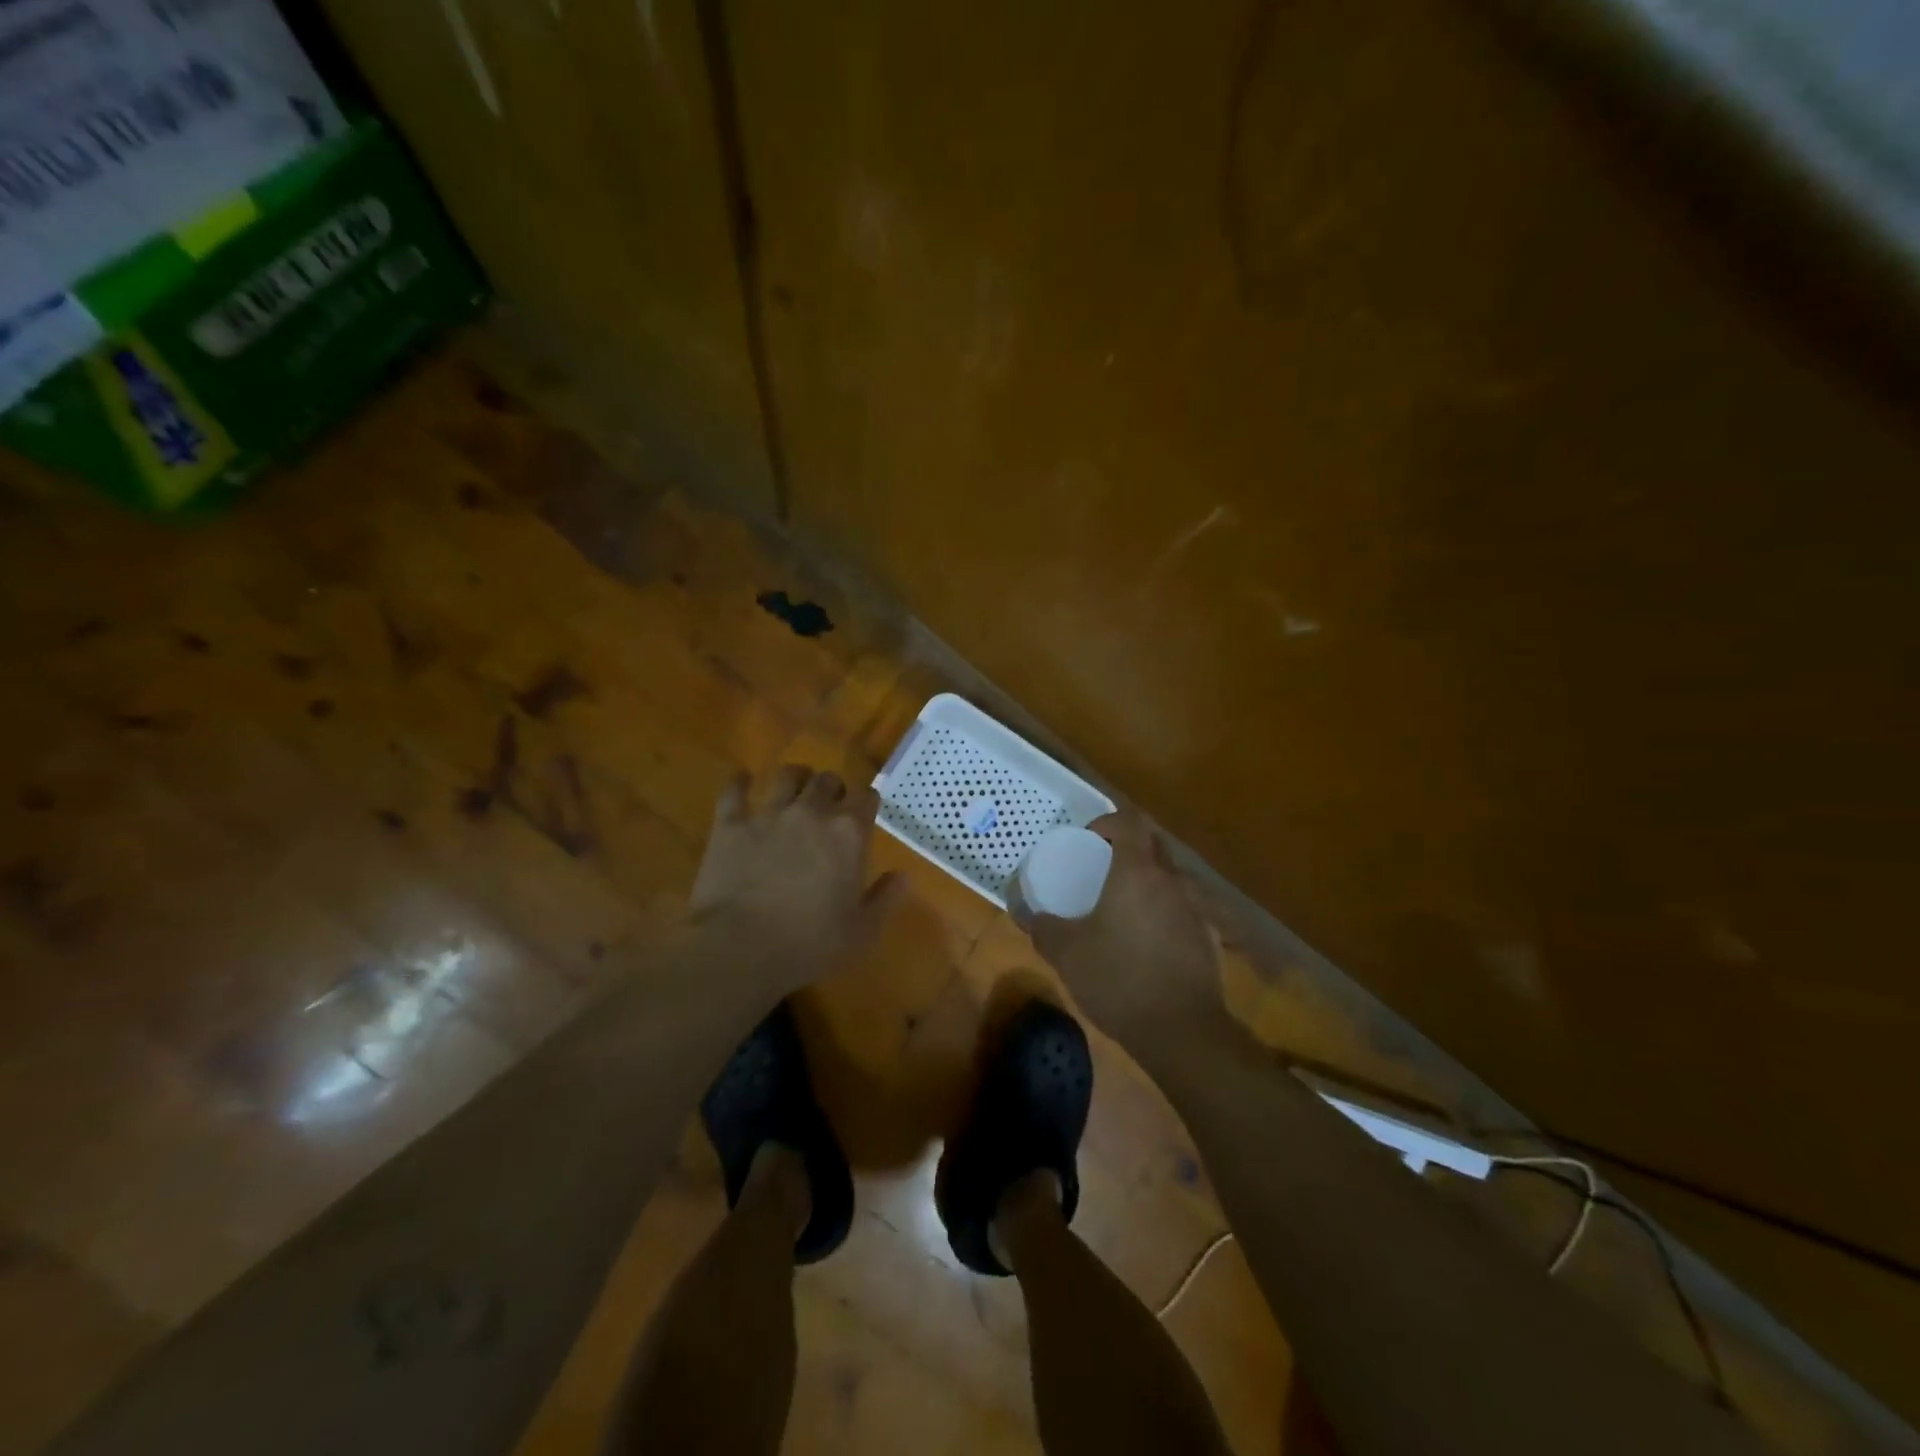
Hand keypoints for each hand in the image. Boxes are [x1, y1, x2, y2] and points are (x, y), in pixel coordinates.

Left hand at [689, 764, 904, 991]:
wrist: (741, 948)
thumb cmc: (810, 944)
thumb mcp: (862, 931)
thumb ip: (886, 898)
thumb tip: (903, 876)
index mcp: (849, 833)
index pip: (866, 796)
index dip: (866, 801)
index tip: (864, 812)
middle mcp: (812, 812)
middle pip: (827, 780)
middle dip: (832, 788)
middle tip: (829, 805)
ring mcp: (769, 814)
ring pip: (785, 776)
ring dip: (794, 778)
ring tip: (793, 788)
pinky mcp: (731, 824)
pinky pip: (734, 791)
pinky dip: (739, 783)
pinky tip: (742, 781)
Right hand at [1020, 812, 1224, 1053]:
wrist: (1183, 1031)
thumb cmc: (1119, 980)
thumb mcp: (1067, 954)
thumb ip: (1043, 928)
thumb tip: (1029, 913)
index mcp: (1138, 872)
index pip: (1129, 821)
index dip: (1108, 821)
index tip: (1089, 840)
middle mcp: (1172, 880)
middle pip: (1154, 845)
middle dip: (1129, 847)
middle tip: (1103, 868)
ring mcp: (1196, 909)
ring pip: (1172, 877)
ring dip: (1149, 881)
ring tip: (1124, 906)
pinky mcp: (1209, 937)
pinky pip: (1184, 908)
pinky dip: (1165, 911)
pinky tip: (1148, 941)